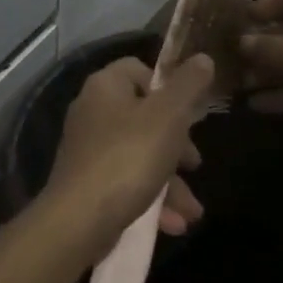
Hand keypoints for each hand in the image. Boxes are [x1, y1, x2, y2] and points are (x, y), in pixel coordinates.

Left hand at [44, 55, 212, 250]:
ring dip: (170, 182)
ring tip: (193, 211)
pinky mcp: (87, 183)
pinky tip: (173, 224)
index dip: (168, 87)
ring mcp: (87, 149)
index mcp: (106, 86)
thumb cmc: (129, 157)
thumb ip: (189, 86)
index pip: (139, 69)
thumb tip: (203, 58)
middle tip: (194, 163)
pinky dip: (150, 198)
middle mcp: (92, 111)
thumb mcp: (169, 116)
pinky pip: (126, 182)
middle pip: (143, 116)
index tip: (189, 112)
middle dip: (176, 144)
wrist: (79, 221)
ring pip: (139, 154)